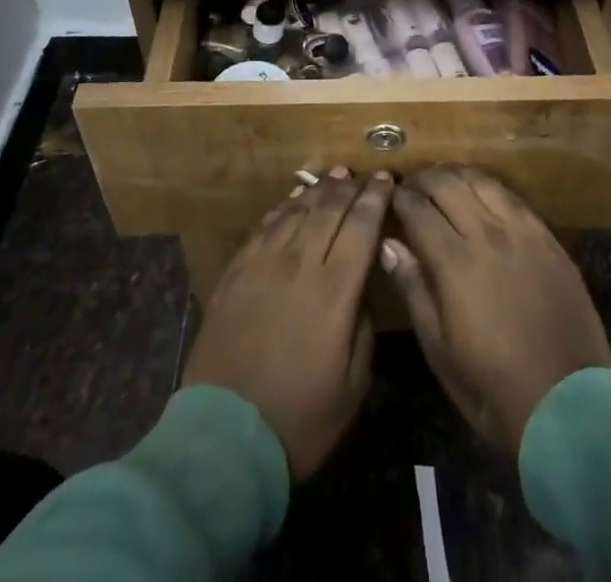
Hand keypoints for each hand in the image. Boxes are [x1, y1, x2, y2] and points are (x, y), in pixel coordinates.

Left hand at [182, 168, 393, 478]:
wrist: (224, 436)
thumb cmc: (300, 419)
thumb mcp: (352, 385)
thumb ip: (362, 326)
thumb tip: (359, 287)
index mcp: (334, 290)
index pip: (361, 227)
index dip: (375, 199)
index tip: (386, 180)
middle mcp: (299, 264)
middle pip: (328, 209)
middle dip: (348, 187)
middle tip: (360, 174)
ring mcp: (263, 264)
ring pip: (295, 211)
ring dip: (317, 190)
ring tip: (332, 177)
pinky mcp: (236, 271)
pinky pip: (265, 227)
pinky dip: (284, 209)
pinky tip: (292, 203)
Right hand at [384, 166, 610, 452]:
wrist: (568, 406)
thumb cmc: (492, 387)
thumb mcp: (439, 350)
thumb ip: (413, 289)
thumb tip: (388, 245)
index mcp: (454, 263)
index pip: (418, 209)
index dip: (400, 198)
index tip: (391, 197)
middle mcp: (487, 235)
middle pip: (447, 184)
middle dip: (424, 178)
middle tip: (412, 184)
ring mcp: (522, 233)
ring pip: (482, 181)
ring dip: (457, 174)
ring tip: (444, 180)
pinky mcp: (548, 239)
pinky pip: (514, 198)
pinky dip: (490, 187)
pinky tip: (483, 194)